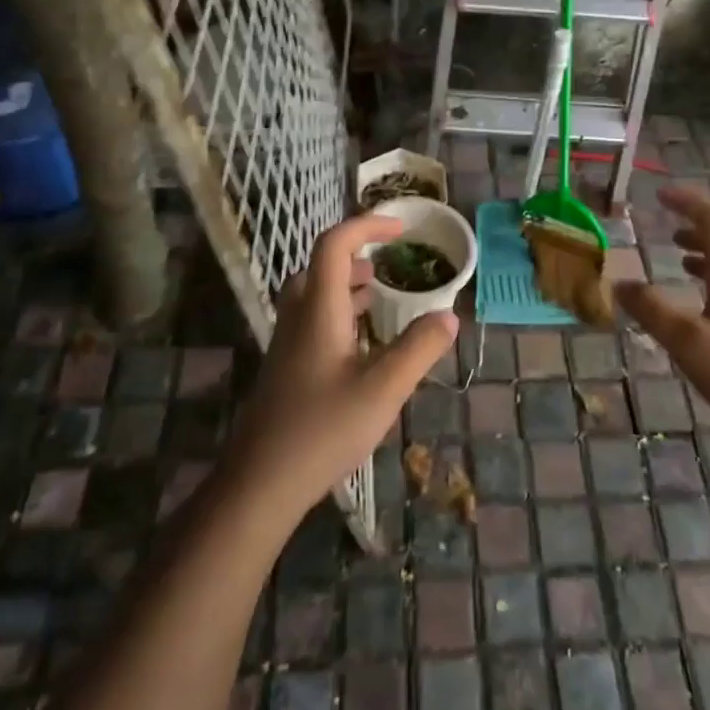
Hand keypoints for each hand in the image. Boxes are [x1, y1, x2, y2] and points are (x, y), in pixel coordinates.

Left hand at [222, 213, 457, 535]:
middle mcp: (298, 318)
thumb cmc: (322, 430)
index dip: (367, 225)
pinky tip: (362, 344)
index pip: (335, 245)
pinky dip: (340, 313)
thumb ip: (419, 348)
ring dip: (347, 285)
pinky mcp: (286, 368)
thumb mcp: (383, 389)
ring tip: (380, 296)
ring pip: (314, 294)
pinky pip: (313, 320)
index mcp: (319, 309)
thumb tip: (449, 315)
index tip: (402, 229)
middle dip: (355, 255)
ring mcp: (287, 344)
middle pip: (319, 266)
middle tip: (388, 265)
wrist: (259, 484)